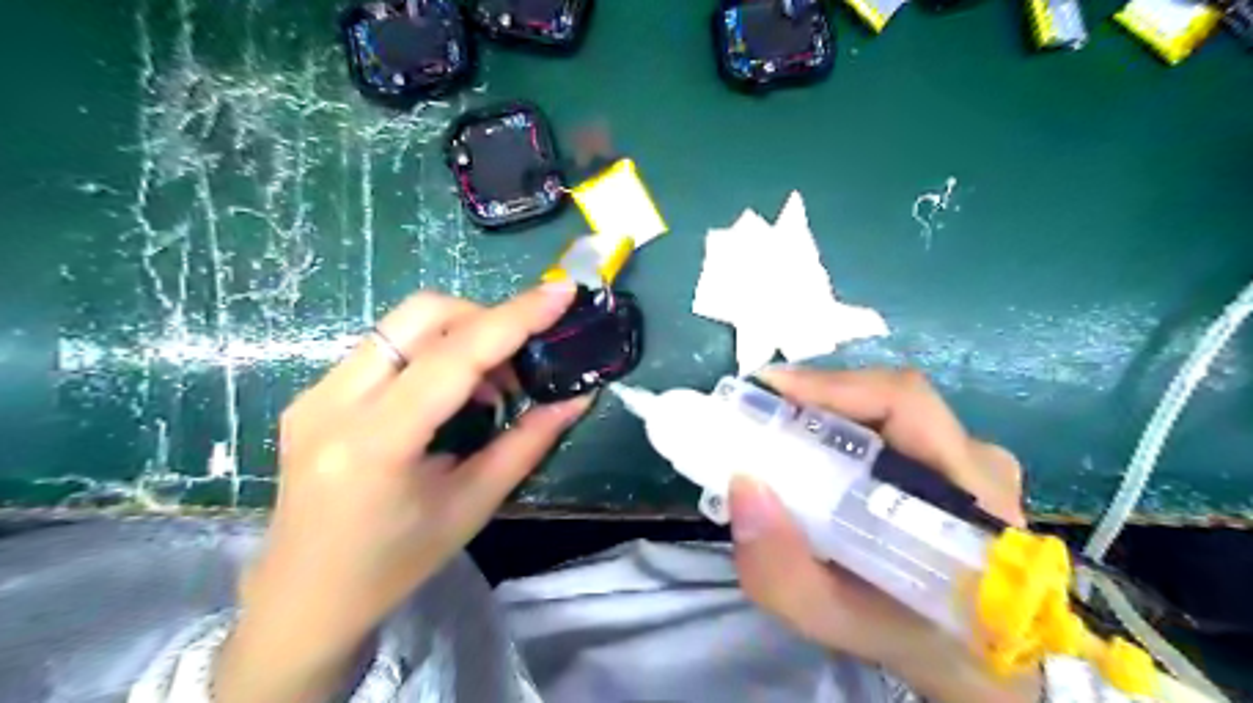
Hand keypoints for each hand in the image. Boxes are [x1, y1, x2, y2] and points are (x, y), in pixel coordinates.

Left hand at [213, 283, 587, 702]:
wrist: (303, 598)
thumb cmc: (396, 563)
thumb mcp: (473, 505)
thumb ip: (529, 442)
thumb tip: (578, 397)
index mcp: (376, 442)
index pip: (454, 356)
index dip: (514, 318)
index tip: (562, 293)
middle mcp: (333, 402)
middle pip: (421, 314)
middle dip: (485, 318)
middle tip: (521, 360)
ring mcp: (315, 392)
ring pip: (402, 323)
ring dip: (460, 335)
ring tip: (491, 385)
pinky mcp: (314, 394)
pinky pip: (386, 346)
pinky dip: (433, 351)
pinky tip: (451, 392)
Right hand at [724, 367, 1038, 702]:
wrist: (968, 658)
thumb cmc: (908, 637)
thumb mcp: (836, 620)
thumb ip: (783, 572)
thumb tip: (743, 484)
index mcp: (970, 495)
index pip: (905, 404)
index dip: (834, 385)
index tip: (769, 387)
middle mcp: (979, 462)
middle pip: (891, 398)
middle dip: (818, 397)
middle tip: (760, 412)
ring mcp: (972, 458)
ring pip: (890, 408)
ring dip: (829, 410)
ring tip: (777, 426)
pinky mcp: (956, 461)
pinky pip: (893, 424)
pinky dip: (844, 426)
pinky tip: (812, 446)